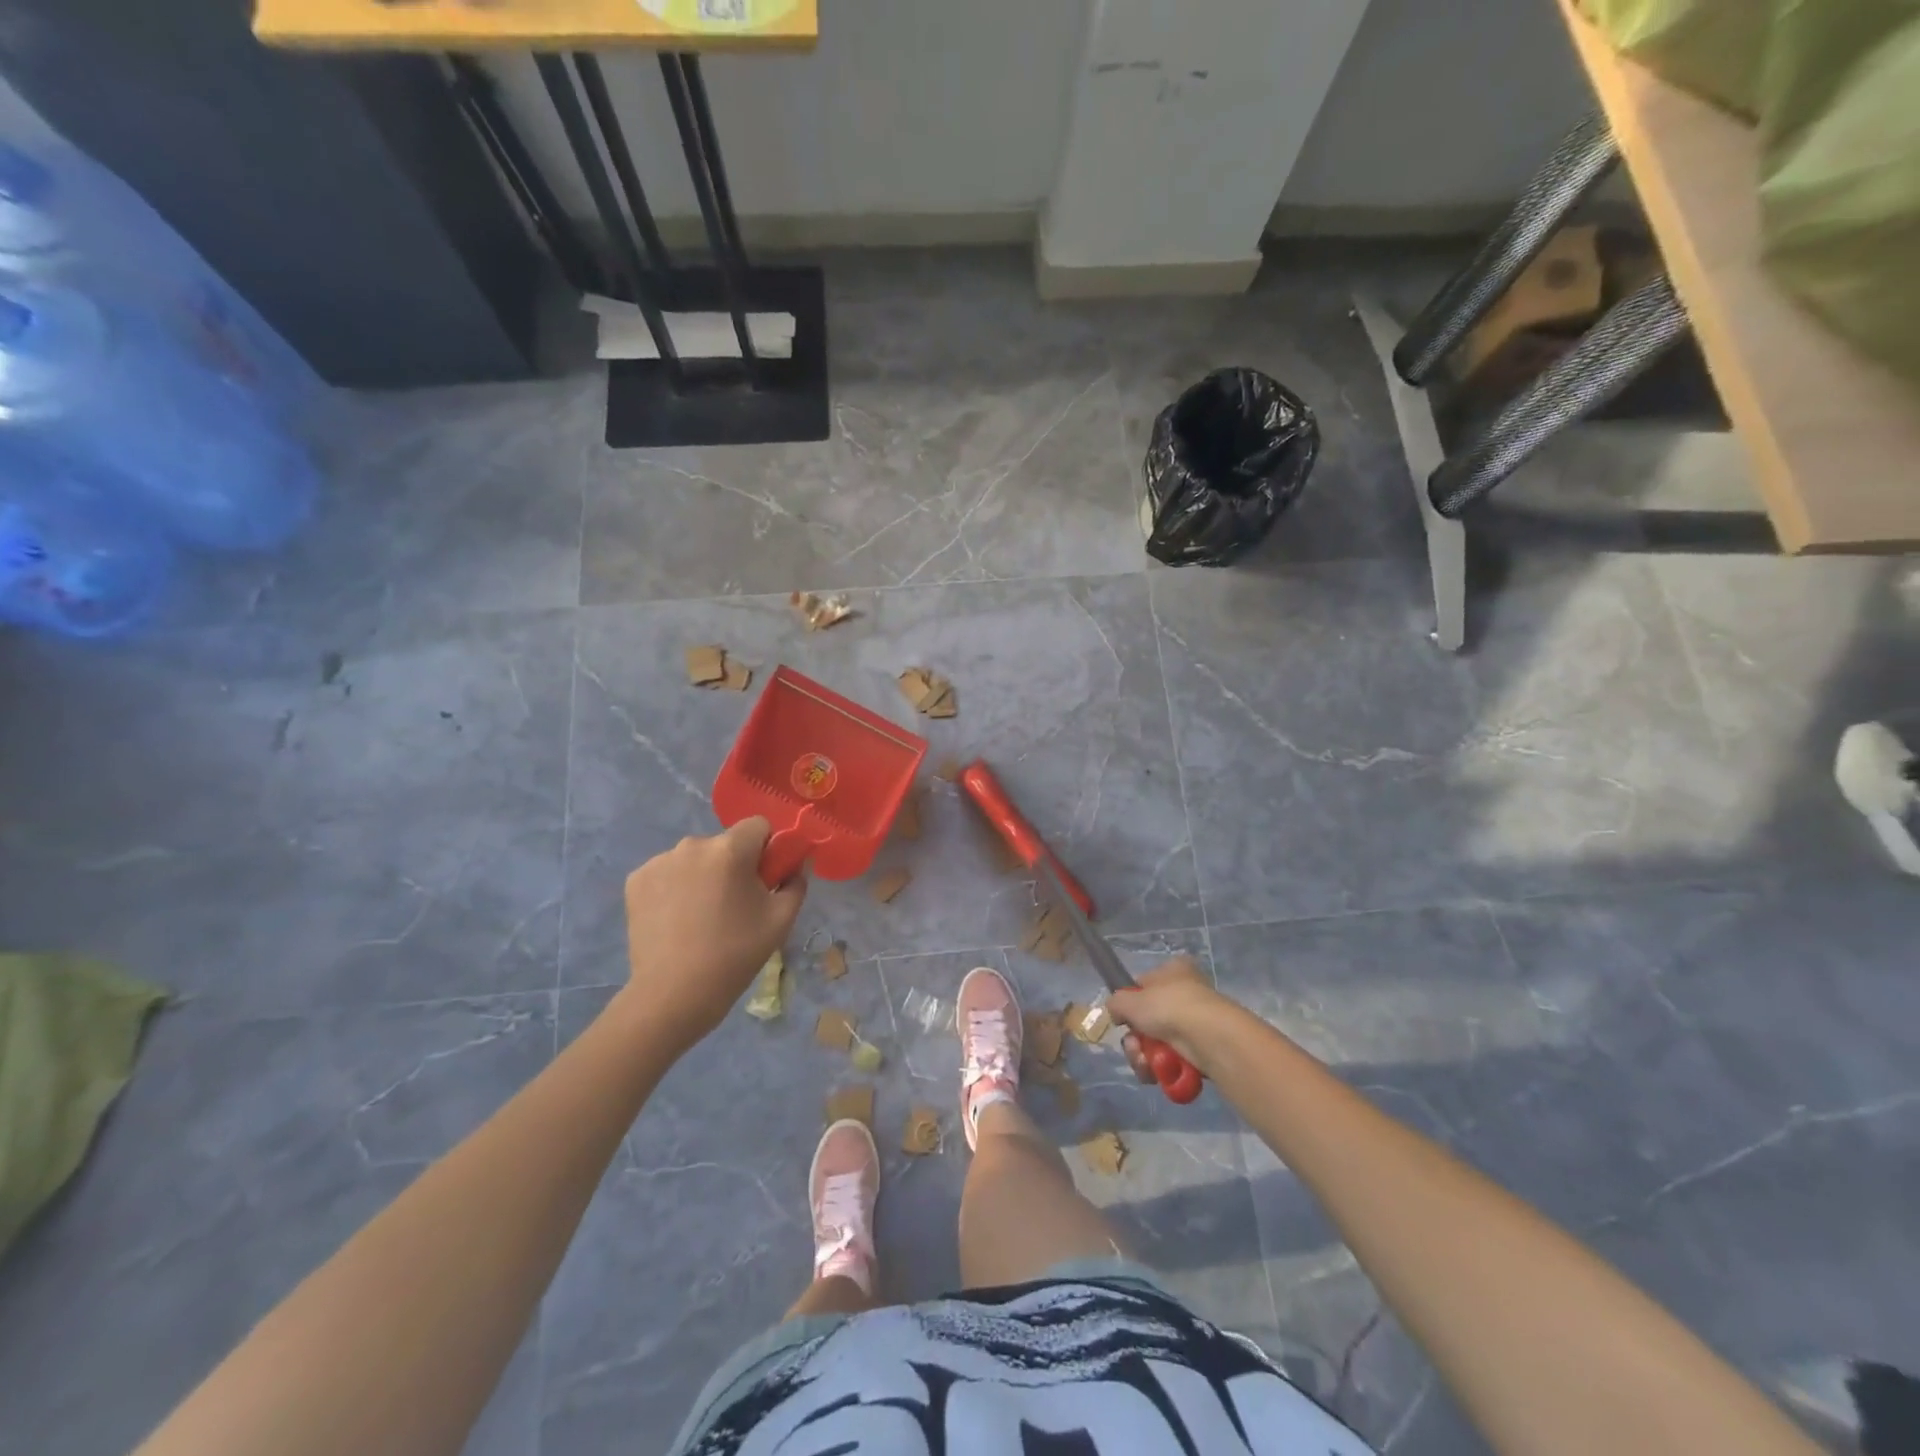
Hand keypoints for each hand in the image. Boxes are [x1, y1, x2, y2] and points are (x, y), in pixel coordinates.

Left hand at [620, 818, 805, 1051]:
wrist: (673, 994)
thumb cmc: (734, 955)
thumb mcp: (781, 920)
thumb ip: (796, 882)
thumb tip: (795, 865)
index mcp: (730, 849)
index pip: (758, 825)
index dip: (767, 848)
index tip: (765, 879)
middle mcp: (692, 845)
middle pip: (725, 843)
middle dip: (734, 865)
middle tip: (735, 905)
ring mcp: (659, 861)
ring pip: (695, 858)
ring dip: (703, 876)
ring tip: (702, 917)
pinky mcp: (636, 881)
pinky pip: (668, 873)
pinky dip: (675, 888)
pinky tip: (676, 920)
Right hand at [1108, 957, 1236, 1082]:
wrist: (1208, 1037)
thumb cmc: (1168, 1006)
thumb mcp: (1130, 1000)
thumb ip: (1116, 1002)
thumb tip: (1116, 1012)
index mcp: (1174, 970)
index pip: (1144, 985)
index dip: (1130, 1004)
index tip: (1122, 1020)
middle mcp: (1186, 993)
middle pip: (1148, 1020)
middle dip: (1135, 1039)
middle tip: (1134, 1047)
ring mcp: (1195, 1024)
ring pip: (1157, 1043)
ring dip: (1144, 1057)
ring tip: (1145, 1063)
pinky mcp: (1202, 1051)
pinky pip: (1172, 1060)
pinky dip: (1161, 1068)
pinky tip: (1157, 1072)